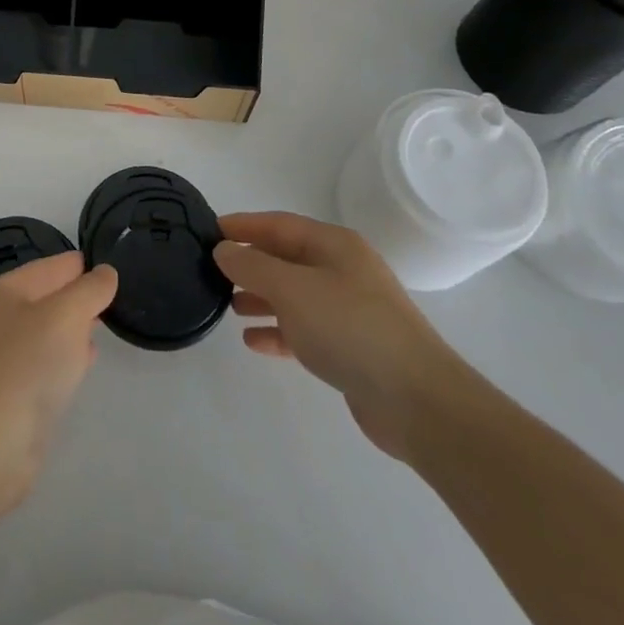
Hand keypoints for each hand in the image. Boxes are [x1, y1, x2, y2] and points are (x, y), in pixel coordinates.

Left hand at [0, 253, 116, 515]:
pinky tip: (84, 362)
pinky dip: (65, 359)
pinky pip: (45, 363)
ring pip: (47, 332)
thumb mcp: (66, 316)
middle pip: (48, 297)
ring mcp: (2, 358)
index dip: (83, 266)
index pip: (52, 266)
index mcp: (4, 291)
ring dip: (73, 328)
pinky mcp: (11, 394)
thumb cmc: (26, 366)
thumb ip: (90, 290)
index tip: (114, 269)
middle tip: (114, 298)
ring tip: (103, 325)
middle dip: (79, 297)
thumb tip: (106, 273)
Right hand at [214, 212, 470, 461]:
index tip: (208, 230)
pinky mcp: (350, 348)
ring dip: (260, 297)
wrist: (416, 400)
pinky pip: (304, 330)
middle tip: (211, 271)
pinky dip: (278, 331)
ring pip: (293, 295)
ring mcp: (348, 310)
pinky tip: (252, 341)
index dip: (243, 225)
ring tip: (227, 305)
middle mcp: (342, 270)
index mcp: (334, 245)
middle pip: (286, 258)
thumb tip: (224, 249)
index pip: (278, 224)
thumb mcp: (291, 289)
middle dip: (250, 263)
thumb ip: (252, 266)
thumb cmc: (350, 328)